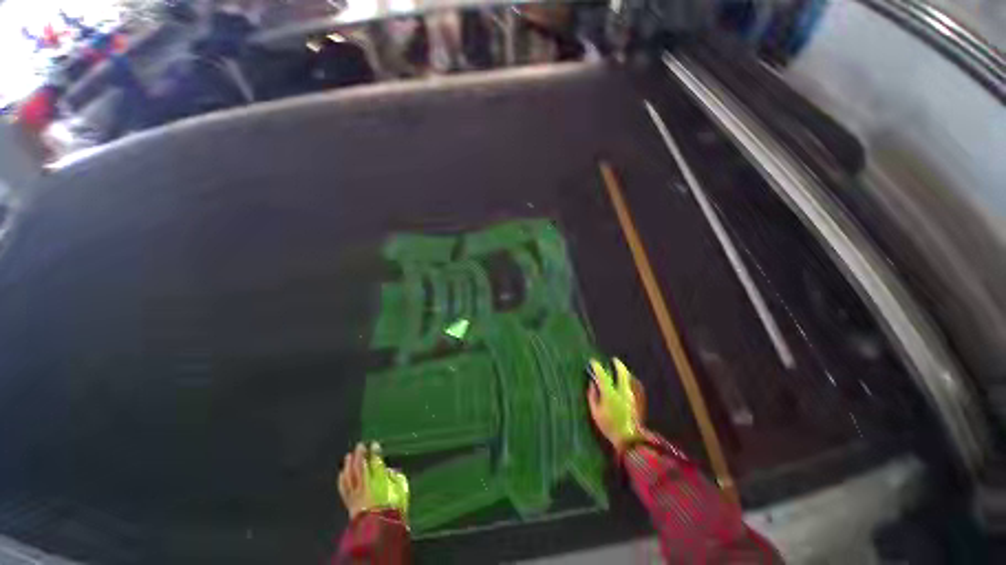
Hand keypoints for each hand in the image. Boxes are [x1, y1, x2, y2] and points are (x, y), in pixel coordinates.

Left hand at [338, 442, 409, 519]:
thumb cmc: (393, 510)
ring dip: (349, 465)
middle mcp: (365, 486)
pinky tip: (341, 472)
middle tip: (361, 445)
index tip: (374, 444)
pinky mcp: (349, 503)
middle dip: (360, 455)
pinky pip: (343, 488)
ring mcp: (355, 495)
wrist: (378, 531)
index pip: (376, 463)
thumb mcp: (401, 491)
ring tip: (349, 455)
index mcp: (380, 482)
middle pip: (360, 467)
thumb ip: (395, 478)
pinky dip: (342, 478)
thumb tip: (390, 471)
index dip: (375, 453)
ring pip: (349, 476)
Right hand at [587, 357, 645, 451]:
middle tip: (614, 360)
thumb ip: (592, 396)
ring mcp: (630, 396)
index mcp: (610, 394)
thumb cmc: (608, 426)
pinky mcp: (634, 401)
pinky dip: (626, 380)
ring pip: (628, 378)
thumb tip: (592, 384)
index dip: (597, 367)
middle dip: (618, 365)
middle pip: (622, 373)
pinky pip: (630, 385)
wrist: (628, 439)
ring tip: (619, 369)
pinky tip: (623, 381)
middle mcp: (622, 392)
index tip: (593, 361)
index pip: (603, 376)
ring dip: (623, 372)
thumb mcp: (595, 412)